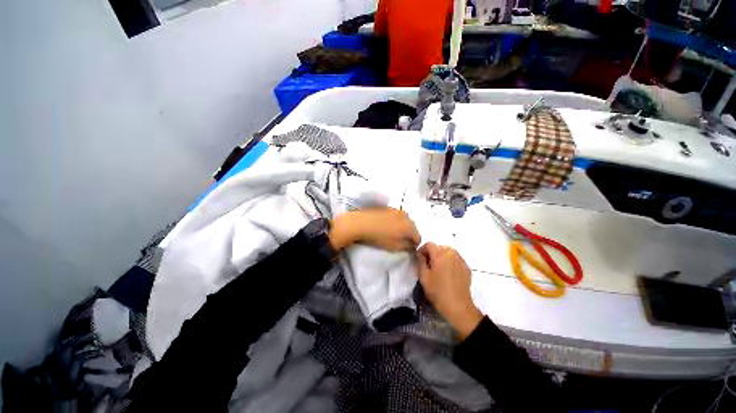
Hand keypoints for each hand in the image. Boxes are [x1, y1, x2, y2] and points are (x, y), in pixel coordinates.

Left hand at [329, 208, 420, 251]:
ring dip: (402, 228)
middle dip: (409, 235)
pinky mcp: (388, 208)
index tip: (408, 249)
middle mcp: (406, 216)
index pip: (418, 238)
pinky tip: (386, 226)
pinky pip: (397, 216)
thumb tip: (412, 246)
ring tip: (392, 233)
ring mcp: (397, 210)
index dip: (414, 245)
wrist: (361, 223)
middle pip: (412, 228)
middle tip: (401, 242)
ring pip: (405, 221)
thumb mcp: (395, 247)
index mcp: (410, 226)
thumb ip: (407, 247)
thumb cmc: (379, 237)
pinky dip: (395, 222)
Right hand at [416, 243, 483, 339]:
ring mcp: (461, 260)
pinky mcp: (466, 268)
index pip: (429, 244)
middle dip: (432, 253)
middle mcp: (452, 253)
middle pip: (439, 247)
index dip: (422, 250)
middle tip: (428, 265)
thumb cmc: (438, 291)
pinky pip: (455, 259)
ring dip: (441, 257)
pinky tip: (447, 274)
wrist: (459, 307)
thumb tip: (419, 254)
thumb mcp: (423, 277)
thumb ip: (420, 261)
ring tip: (438, 269)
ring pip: (448, 252)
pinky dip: (450, 262)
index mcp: (440, 254)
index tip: (419, 259)